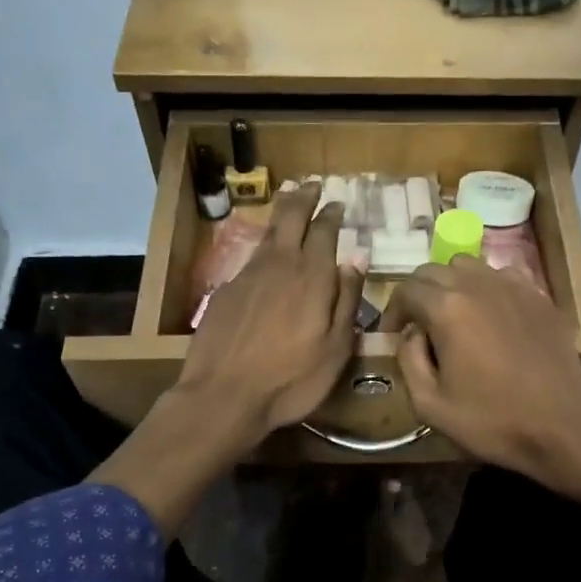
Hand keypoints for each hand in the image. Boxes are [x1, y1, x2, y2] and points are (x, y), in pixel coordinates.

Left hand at [179, 183, 362, 442]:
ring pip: (267, 234)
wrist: (224, 396)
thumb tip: (357, 259)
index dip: (332, 215)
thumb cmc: (291, 379)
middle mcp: (279, 265)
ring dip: (281, 215)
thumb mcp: (336, 348)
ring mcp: (247, 276)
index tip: (337, 203)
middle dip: (303, 198)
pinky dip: (262, 248)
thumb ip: (347, 300)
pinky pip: (250, 260)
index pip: (324, 232)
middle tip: (311, 185)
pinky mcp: (224, 292)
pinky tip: (264, 256)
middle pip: (291, 218)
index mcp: (312, 277)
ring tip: (288, 202)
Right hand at [383, 256, 580, 485]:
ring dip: (451, 285)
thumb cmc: (490, 422)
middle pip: (435, 270)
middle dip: (418, 293)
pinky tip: (491, 316)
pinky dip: (487, 288)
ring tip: (452, 316)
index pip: (406, 289)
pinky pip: (503, 277)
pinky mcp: (540, 298)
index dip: (392, 310)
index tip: (391, 334)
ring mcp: (514, 287)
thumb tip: (411, 333)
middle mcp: (479, 285)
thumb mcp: (429, 404)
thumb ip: (408, 359)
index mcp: (447, 308)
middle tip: (417, 324)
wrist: (561, 429)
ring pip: (469, 266)